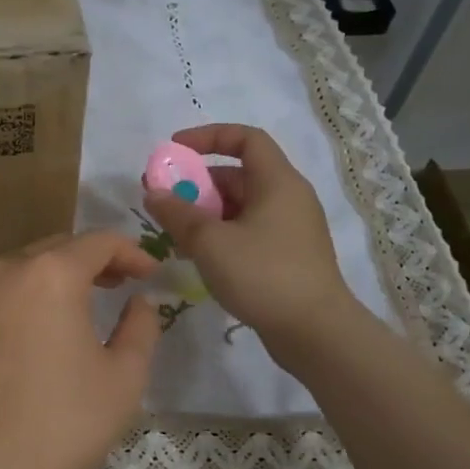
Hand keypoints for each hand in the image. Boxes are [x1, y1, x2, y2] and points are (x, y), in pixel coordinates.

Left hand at [0, 232, 161, 468]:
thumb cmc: (65, 419)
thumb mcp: (125, 376)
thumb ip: (141, 326)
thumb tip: (140, 301)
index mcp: (52, 274)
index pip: (99, 242)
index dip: (131, 251)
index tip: (150, 272)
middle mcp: (7, 272)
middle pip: (57, 248)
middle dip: (92, 260)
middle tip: (118, 283)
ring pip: (21, 269)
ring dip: (53, 277)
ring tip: (76, 305)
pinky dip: (20, 301)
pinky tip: (31, 332)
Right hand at [142, 124, 350, 335]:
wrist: (315, 332)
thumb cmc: (263, 275)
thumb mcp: (210, 242)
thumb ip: (177, 213)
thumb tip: (153, 192)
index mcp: (278, 182)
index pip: (245, 139)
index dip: (208, 136)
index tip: (174, 149)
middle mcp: (288, 198)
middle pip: (238, 175)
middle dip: (197, 183)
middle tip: (162, 199)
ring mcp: (290, 229)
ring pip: (240, 207)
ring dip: (205, 213)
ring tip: (174, 233)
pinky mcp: (287, 256)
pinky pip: (248, 232)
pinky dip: (220, 234)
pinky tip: (198, 256)